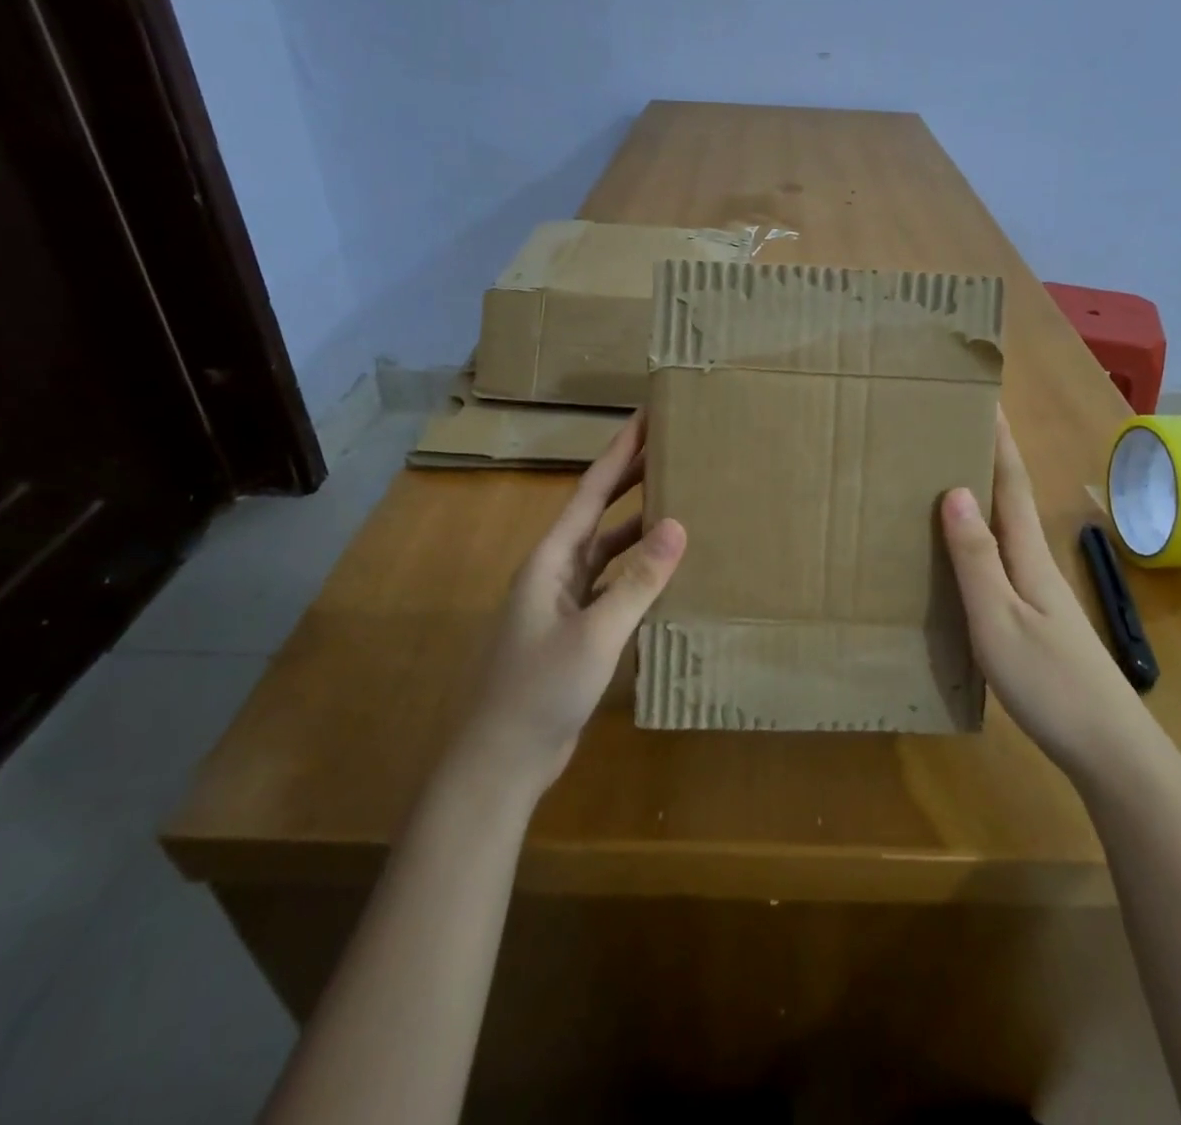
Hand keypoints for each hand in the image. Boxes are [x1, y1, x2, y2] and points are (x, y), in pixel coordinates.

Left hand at [461, 412, 685, 793]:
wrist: (501, 762)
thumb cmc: (539, 691)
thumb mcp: (595, 635)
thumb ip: (637, 582)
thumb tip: (677, 526)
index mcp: (551, 559)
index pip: (591, 491)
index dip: (619, 452)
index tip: (646, 418)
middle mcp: (556, 571)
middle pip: (599, 512)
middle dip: (631, 478)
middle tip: (671, 448)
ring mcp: (564, 602)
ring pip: (607, 549)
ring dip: (637, 526)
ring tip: (679, 502)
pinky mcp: (575, 630)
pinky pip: (612, 585)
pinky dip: (637, 572)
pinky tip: (665, 572)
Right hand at [940, 410, 1135, 780]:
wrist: (1111, 750)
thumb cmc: (1049, 683)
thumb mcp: (998, 620)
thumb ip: (975, 558)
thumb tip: (954, 490)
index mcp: (1026, 556)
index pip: (1010, 482)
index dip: (999, 439)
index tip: (984, 396)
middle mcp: (1035, 564)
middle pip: (1009, 499)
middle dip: (989, 457)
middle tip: (953, 427)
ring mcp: (1040, 593)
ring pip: (1005, 529)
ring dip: (983, 496)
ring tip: (947, 476)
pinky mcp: (1038, 619)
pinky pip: (1002, 560)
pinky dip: (981, 538)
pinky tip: (963, 552)